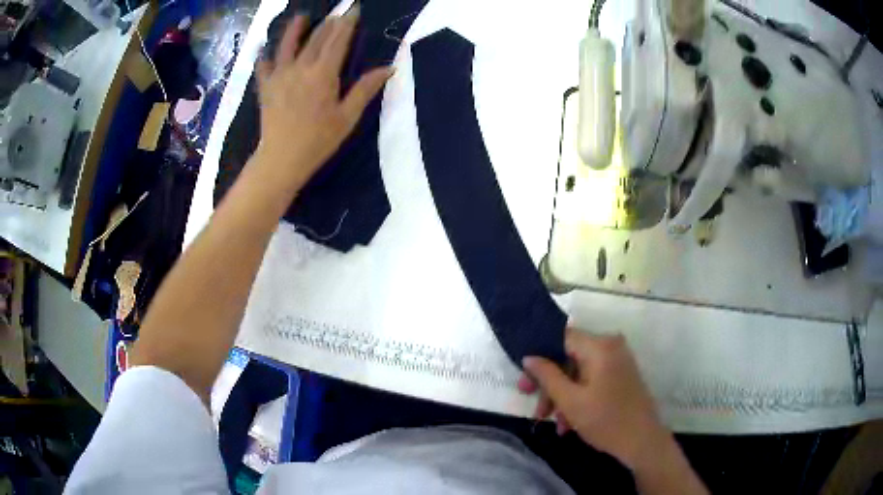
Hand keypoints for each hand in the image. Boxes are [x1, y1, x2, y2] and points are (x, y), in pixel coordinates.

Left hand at [254, 7, 392, 190]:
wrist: (281, 159)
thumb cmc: (318, 140)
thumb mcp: (347, 117)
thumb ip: (365, 89)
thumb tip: (389, 68)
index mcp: (323, 74)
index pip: (338, 41)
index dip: (347, 23)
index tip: (353, 10)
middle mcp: (301, 68)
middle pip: (316, 39)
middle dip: (328, 24)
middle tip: (336, 13)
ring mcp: (280, 76)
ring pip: (287, 46)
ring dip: (294, 30)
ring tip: (300, 18)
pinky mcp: (266, 88)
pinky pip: (263, 67)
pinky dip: (264, 57)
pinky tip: (263, 51)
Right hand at [518, 329, 669, 470]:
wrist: (643, 441)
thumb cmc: (605, 420)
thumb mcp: (570, 401)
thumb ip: (547, 376)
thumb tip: (529, 357)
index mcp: (600, 346)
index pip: (561, 338)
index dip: (539, 356)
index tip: (525, 379)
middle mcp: (611, 346)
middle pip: (569, 358)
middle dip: (550, 385)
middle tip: (536, 407)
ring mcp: (618, 361)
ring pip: (578, 372)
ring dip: (562, 396)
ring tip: (553, 422)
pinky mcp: (621, 375)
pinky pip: (591, 380)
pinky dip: (578, 397)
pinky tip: (569, 423)